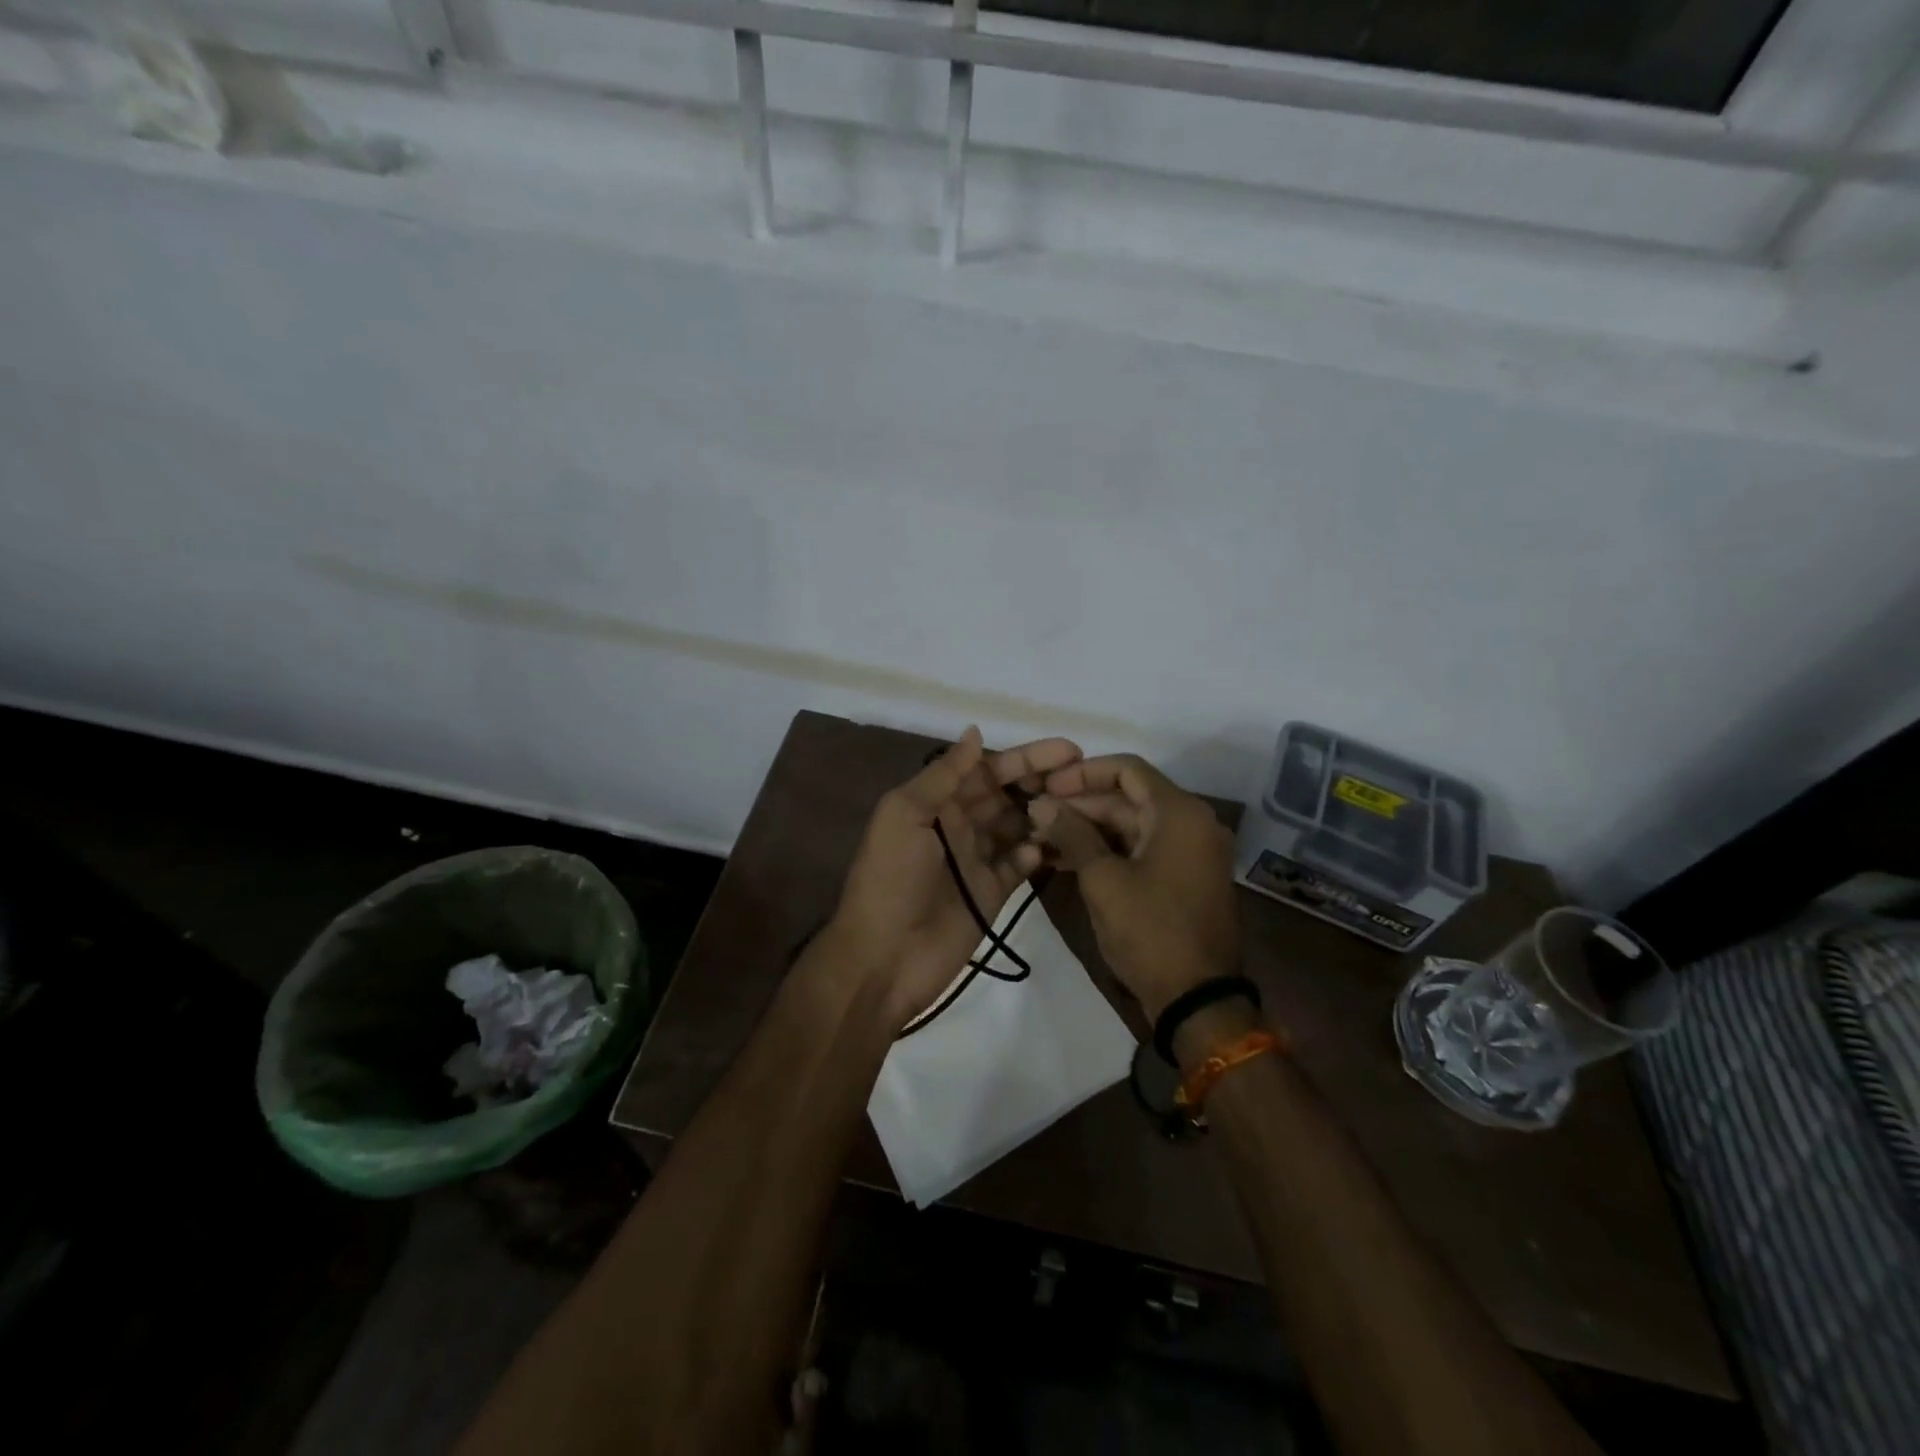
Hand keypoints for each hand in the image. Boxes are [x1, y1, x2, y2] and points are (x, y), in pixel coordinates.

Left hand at [827, 727, 1082, 1031]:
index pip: (986, 769)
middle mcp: (958, 824)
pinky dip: (1036, 854)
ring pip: (1018, 826)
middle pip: (1007, 794)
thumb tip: (976, 731)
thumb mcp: (905, 815)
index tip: (1068, 749)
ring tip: (1078, 808)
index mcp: (936, 802)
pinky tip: (1051, 848)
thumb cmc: (891, 878)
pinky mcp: (991, 892)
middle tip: (1083, 775)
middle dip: (1042, 781)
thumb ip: (942, 774)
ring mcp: (976, 859)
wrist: (884, 957)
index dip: (1025, 757)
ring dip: (1043, 815)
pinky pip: (1020, 865)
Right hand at [1029, 754, 1239, 1020]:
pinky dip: (1107, 851)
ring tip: (1041, 839)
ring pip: (1130, 825)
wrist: (1197, 1000)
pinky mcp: (1182, 877)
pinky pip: (1140, 849)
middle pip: (1127, 797)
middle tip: (1036, 816)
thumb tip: (1040, 803)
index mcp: (1179, 813)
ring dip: (1088, 830)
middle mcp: (1191, 823)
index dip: (1082, 773)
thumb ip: (1071, 834)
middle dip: (1079, 805)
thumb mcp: (1103, 880)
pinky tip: (1065, 860)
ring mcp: (1189, 852)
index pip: (1127, 769)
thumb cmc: (1150, 931)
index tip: (1046, 786)